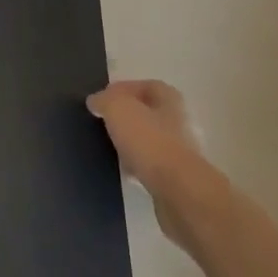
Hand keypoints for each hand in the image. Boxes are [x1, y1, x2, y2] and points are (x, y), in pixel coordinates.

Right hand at [86, 79, 212, 251]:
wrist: (178, 191)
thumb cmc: (149, 140)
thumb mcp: (117, 108)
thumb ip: (104, 100)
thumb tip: (96, 102)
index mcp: (169, 98)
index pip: (144, 85)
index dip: (122, 89)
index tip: (101, 101)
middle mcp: (179, 121)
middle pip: (147, 113)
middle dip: (125, 118)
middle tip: (103, 123)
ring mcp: (181, 151)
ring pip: (149, 140)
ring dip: (130, 143)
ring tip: (109, 148)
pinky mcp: (177, 177)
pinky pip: (151, 165)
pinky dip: (137, 166)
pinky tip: (122, 171)